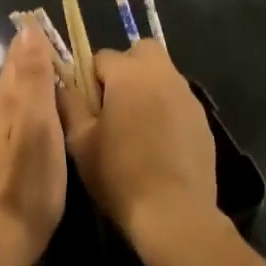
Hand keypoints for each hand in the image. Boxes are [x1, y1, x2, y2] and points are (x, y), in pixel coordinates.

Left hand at [0, 25, 66, 265]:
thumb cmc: (25, 184)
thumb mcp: (37, 126)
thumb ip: (32, 79)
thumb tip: (26, 30)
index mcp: (0, 106)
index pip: (14, 62)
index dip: (31, 45)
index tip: (45, 29)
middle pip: (9, 86)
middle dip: (29, 70)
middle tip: (56, 61)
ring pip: (6, 113)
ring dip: (25, 100)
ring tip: (50, 99)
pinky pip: (4, 138)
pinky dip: (20, 128)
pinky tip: (31, 142)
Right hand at [61, 40, 216, 251]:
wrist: (175, 214)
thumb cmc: (120, 174)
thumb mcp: (80, 141)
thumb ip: (69, 104)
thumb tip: (62, 84)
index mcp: (129, 74)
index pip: (102, 57)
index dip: (89, 78)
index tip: (87, 106)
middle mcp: (162, 74)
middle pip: (141, 51)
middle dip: (126, 68)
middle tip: (114, 104)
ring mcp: (187, 96)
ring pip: (162, 75)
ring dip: (147, 88)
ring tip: (136, 127)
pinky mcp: (203, 119)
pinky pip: (178, 100)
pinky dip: (166, 109)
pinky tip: (158, 143)